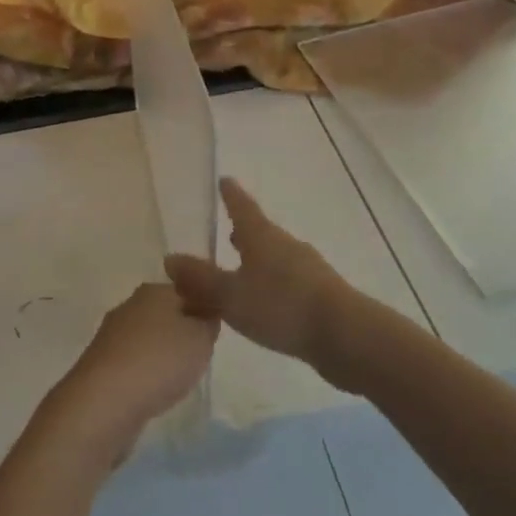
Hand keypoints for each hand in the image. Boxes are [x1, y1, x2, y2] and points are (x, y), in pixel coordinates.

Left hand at [44, 283, 217, 458]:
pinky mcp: (102, 363)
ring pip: (149, 338)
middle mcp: (130, 305)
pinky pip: (135, 362)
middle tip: (202, 355)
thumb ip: (208, 323)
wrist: (104, 402)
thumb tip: (204, 314)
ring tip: (180, 377)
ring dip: (164, 354)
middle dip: (184, 331)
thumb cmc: (159, 361)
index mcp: (154, 290)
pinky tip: (155, 391)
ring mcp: (113, 334)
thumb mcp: (201, 338)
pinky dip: (147, 373)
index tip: (216, 331)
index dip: (205, 308)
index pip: (188, 289)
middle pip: (167, 313)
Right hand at [165, 178, 351, 367]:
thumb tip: (170, 258)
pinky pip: (285, 283)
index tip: (225, 180)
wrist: (345, 335)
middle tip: (228, 231)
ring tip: (240, 271)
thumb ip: (200, 280)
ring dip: (256, 261)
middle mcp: (285, 246)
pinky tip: (263, 304)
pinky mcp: (319, 296)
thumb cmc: (282, 306)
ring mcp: (307, 270)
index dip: (231, 195)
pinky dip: (269, 286)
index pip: (242, 207)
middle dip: (243, 232)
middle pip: (260, 233)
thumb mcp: (231, 295)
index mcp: (262, 237)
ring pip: (274, 258)